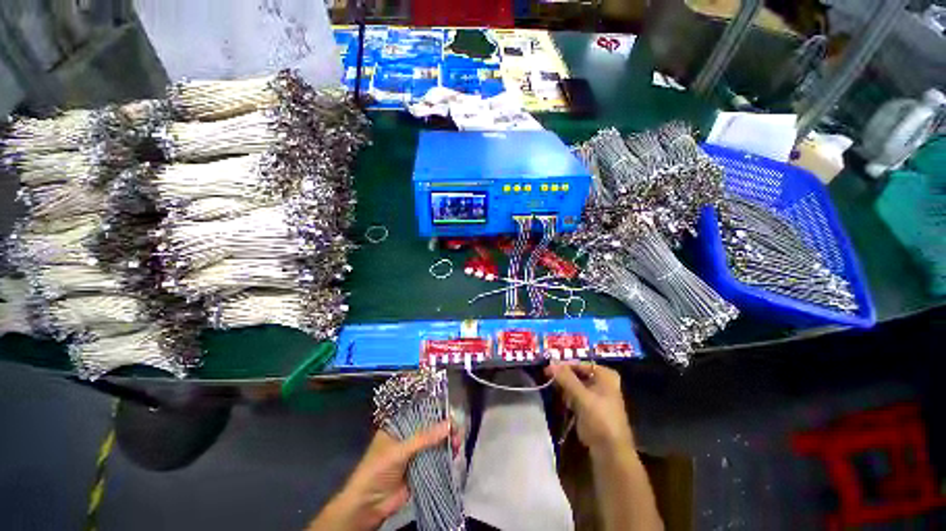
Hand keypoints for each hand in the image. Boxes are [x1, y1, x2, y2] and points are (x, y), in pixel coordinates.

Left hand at [308, 421, 449, 530]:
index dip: (435, 410)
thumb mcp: (399, 451)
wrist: (368, 506)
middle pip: (430, 427)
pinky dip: (446, 455)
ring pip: (435, 442)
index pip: (420, 412)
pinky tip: (454, 454)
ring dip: (447, 441)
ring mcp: (415, 453)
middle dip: (445, 427)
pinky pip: (436, 458)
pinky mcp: (421, 468)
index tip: (450, 411)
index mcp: (399, 426)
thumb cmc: (378, 470)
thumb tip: (449, 424)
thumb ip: (424, 438)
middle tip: (457, 430)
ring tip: (457, 443)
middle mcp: (408, 436)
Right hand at [545, 362, 633, 455]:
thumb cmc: (600, 420)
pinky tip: (566, 405)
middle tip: (550, 380)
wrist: (611, 453)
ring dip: (566, 389)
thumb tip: (551, 363)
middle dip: (564, 378)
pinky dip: (569, 398)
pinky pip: (576, 396)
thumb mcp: (582, 397)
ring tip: (560, 395)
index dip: (564, 366)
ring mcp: (597, 396)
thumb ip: (566, 379)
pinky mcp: (591, 408)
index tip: (548, 370)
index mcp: (605, 375)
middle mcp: (602, 382)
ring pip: (575, 385)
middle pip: (577, 374)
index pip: (580, 364)